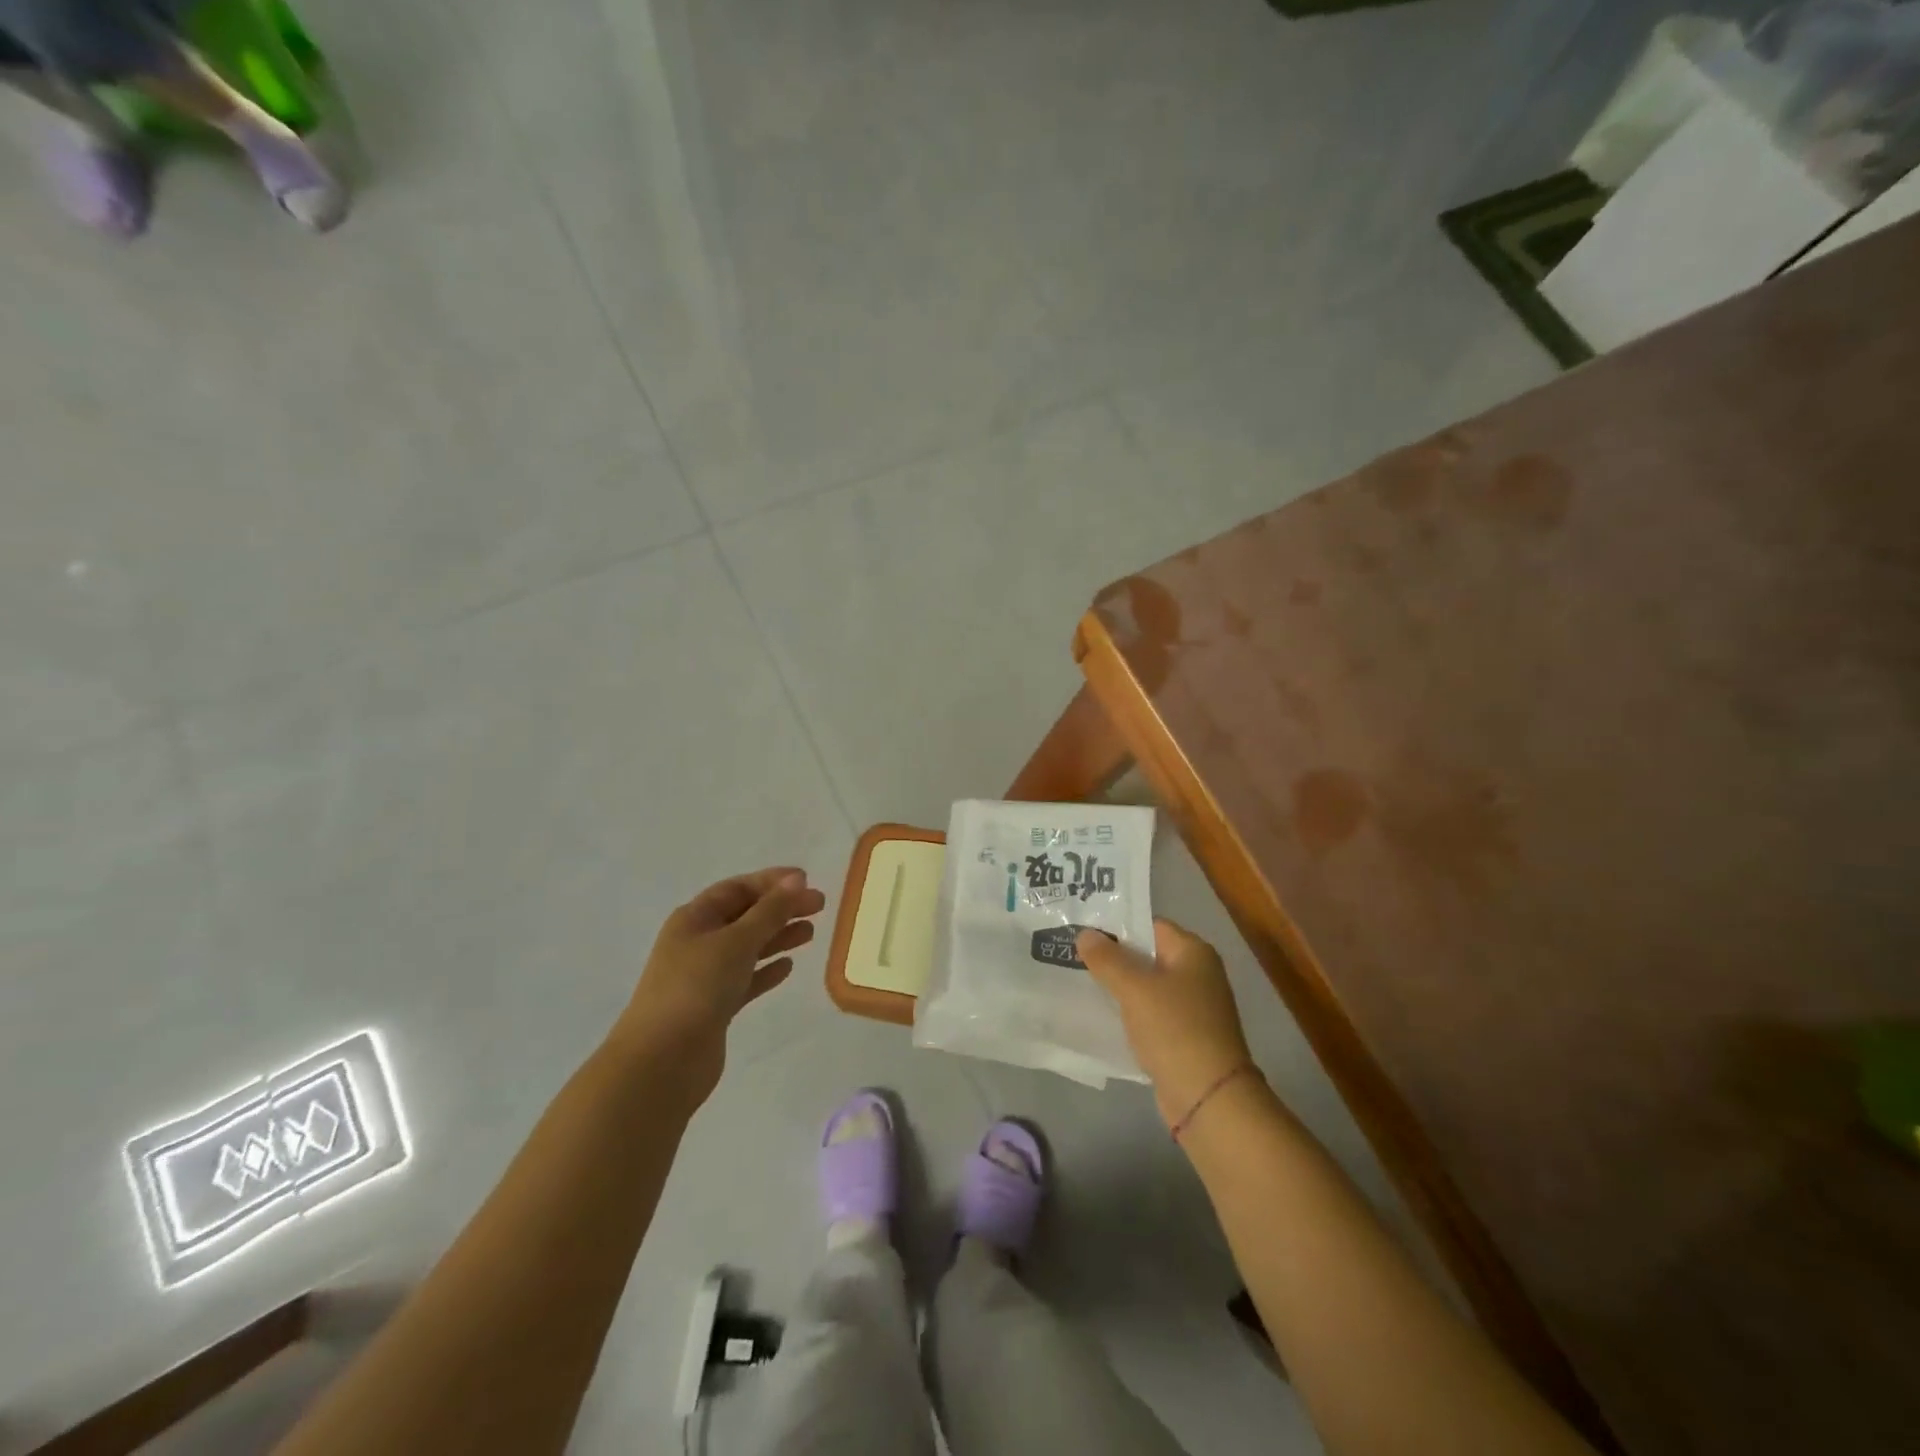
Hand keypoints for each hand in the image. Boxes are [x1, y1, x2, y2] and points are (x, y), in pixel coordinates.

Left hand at [616, 868, 826, 1101]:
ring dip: (778, 938)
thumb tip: (797, 879)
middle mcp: (697, 942)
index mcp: (694, 919)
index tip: (806, 879)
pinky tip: (788, 968)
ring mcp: (704, 977)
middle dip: (781, 909)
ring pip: (748, 948)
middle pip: (745, 916)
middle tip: (819, 907)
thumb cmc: (696, 988)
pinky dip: (766, 971)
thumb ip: (770, 911)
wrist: (661, 1062)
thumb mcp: (737, 941)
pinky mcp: (714, 1008)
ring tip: (810, 934)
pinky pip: (745, 980)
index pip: (737, 888)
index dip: (771, 881)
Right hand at [1078, 919, 1252, 1128]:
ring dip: (1119, 986)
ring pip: (1147, 986)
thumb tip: (1085, 933)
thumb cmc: (1174, 1030)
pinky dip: (1129, 1012)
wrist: (1208, 1097)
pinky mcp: (1185, 1035)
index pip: (1149, 925)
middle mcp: (1197, 973)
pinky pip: (1150, 1013)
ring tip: (1079, 980)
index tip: (1082, 929)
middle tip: (1073, 953)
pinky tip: (1102, 1014)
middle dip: (1113, 956)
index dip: (1116, 925)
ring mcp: (1193, 1006)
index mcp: (1193, 952)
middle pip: (1148, 954)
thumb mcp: (1134, 988)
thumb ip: (1107, 959)